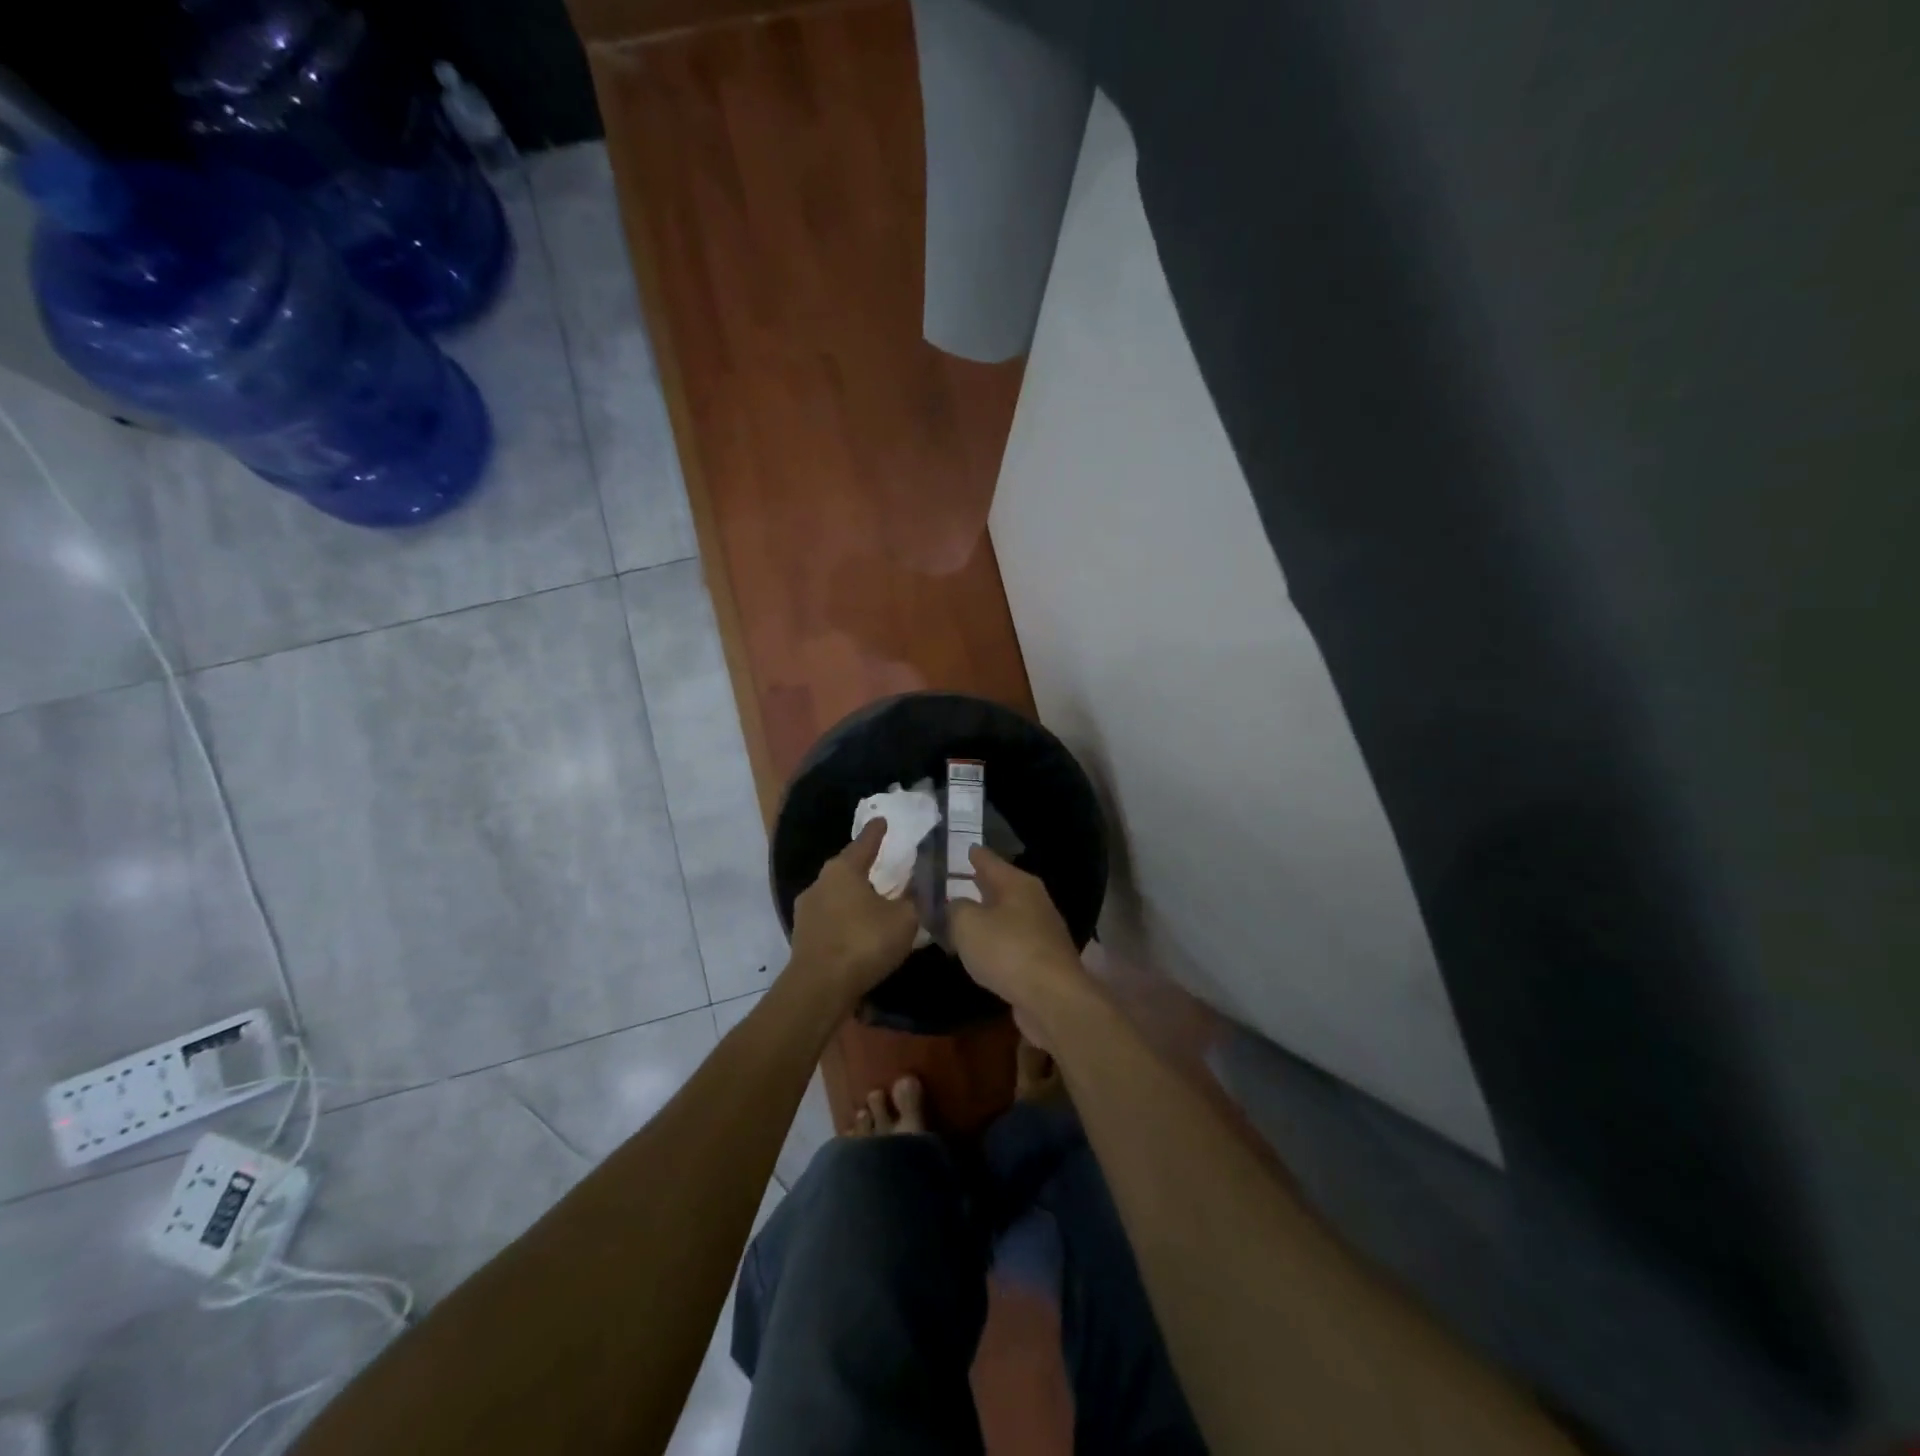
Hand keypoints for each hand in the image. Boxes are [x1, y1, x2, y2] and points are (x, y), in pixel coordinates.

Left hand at [789, 819, 921, 1007]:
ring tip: (873, 903)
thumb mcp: (904, 919)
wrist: (819, 988)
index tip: (882, 820)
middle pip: (846, 869)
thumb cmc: (864, 942)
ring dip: (853, 897)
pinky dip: (845, 920)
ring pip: (836, 895)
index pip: (864, 843)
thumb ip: (913, 900)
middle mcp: (820, 883)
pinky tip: (858, 931)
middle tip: (882, 866)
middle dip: (863, 867)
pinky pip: (830, 919)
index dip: (876, 832)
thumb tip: (918, 889)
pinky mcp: (803, 937)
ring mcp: (807, 911)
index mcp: (843, 870)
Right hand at [948, 848, 1087, 1039]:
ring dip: (986, 916)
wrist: (1052, 999)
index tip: (960, 847)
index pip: (988, 859)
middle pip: (1000, 887)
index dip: (972, 854)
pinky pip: (1011, 942)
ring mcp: (1041, 930)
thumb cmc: (1007, 951)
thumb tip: (955, 906)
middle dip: (978, 885)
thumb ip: (954, 909)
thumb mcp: (967, 924)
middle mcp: (1033, 900)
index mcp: (1017, 883)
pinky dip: (995, 943)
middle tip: (952, 884)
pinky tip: (981, 951)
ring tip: (961, 918)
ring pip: (1006, 915)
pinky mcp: (1043, 959)